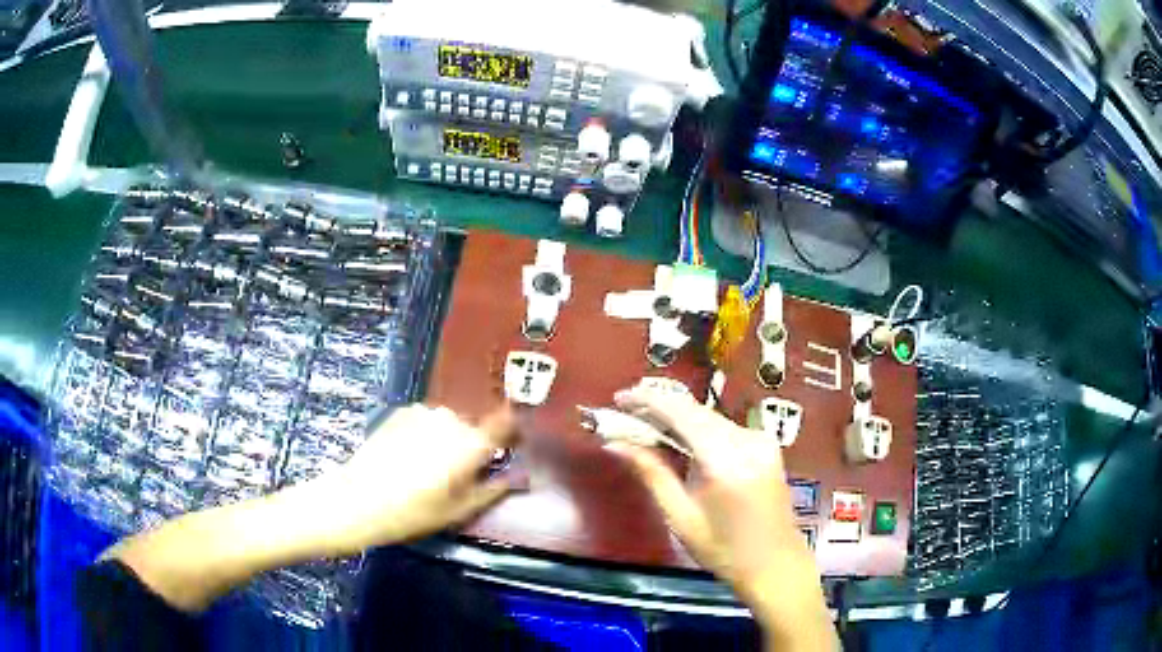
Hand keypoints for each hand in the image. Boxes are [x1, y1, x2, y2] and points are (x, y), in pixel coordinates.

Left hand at [297, 403, 517, 556]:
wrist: (358, 500)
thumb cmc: (414, 512)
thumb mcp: (459, 510)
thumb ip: (494, 489)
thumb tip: (520, 476)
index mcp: (471, 443)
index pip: (505, 423)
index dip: (513, 431)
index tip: (512, 445)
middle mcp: (451, 419)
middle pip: (475, 426)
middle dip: (474, 444)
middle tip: (460, 474)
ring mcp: (424, 412)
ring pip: (450, 423)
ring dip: (448, 438)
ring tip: (430, 468)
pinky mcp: (402, 411)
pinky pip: (427, 420)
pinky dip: (426, 433)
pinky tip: (410, 457)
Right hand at [607, 387, 835, 649]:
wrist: (776, 564)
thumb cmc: (724, 550)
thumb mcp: (680, 517)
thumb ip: (651, 473)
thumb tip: (615, 443)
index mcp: (726, 460)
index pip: (682, 413)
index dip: (648, 399)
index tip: (619, 398)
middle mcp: (747, 440)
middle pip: (695, 410)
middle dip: (658, 407)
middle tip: (625, 414)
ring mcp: (761, 440)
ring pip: (709, 417)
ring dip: (677, 417)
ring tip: (644, 425)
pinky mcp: (766, 445)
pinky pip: (723, 427)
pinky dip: (697, 428)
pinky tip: (677, 438)